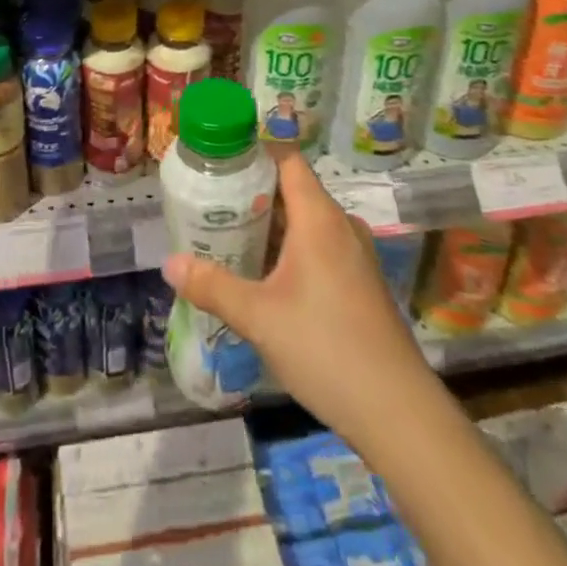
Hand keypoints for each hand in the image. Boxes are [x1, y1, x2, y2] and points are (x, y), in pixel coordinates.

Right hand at [164, 151, 434, 447]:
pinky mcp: (362, 284)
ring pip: (308, 223)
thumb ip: (212, 286)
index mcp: (319, 217)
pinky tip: (267, 278)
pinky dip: (292, 250)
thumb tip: (169, 264)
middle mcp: (341, 226)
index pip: (287, 159)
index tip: (220, 161)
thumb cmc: (324, 347)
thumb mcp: (258, 316)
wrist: (397, 412)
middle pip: (294, 190)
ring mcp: (356, 256)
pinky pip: (321, 248)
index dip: (255, 153)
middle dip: (254, 194)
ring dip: (273, 226)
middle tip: (212, 205)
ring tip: (231, 239)